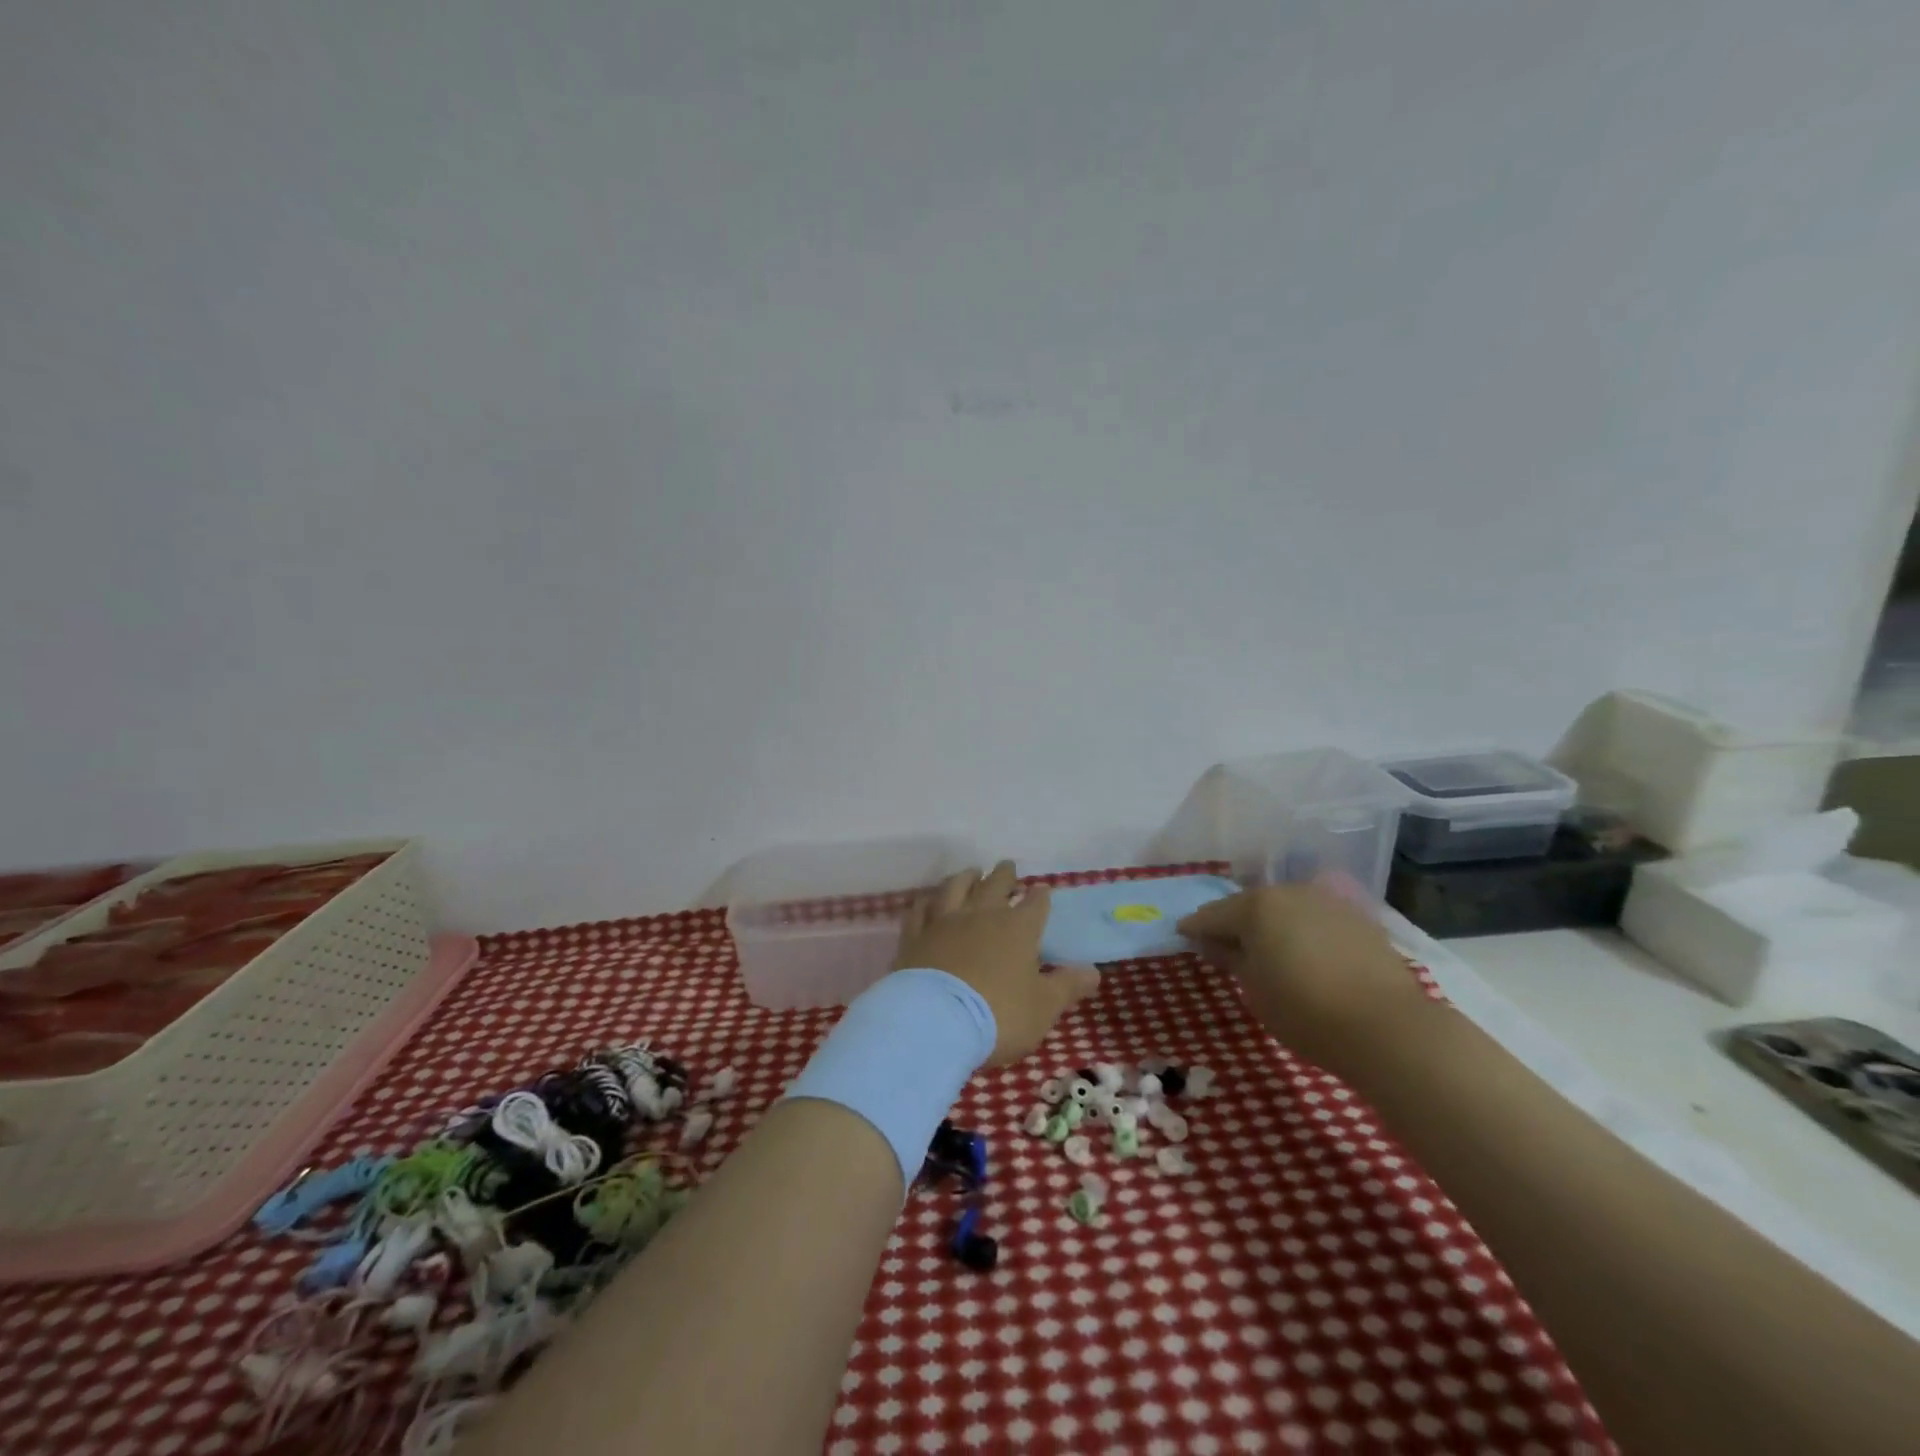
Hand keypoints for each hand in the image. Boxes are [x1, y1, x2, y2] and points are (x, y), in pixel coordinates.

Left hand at [895, 863, 1099, 1065]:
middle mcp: (982, 915)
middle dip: (1004, 875)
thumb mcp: (1043, 1007)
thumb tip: (1095, 972)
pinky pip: (921, 908)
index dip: (1040, 896)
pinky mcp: (915, 935)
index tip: (1042, 890)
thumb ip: (1067, 986)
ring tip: (971, 872)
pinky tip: (929, 899)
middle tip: (1008, 866)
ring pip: (956, 887)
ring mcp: (944, 921)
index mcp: (1018, 929)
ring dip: (966, 877)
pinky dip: (928, 900)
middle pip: (995, 885)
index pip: (1034, 904)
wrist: (934, 1021)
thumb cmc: (998, 1015)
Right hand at [1177, 880, 1431, 1081]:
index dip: (1195, 928)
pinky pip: (1315, 919)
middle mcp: (1290, 892)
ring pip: (1286, 909)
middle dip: (1234, 923)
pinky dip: (1302, 931)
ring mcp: (1327, 902)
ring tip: (1266, 951)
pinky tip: (1304, 954)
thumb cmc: (1305, 1011)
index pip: (1213, 914)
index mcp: (1256, 906)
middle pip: (1250, 905)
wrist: (1388, 1028)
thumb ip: (1230, 958)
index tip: (1183, 936)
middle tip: (1223, 945)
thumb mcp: (1254, 989)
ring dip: (1271, 925)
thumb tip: (1213, 943)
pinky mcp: (1359, 919)